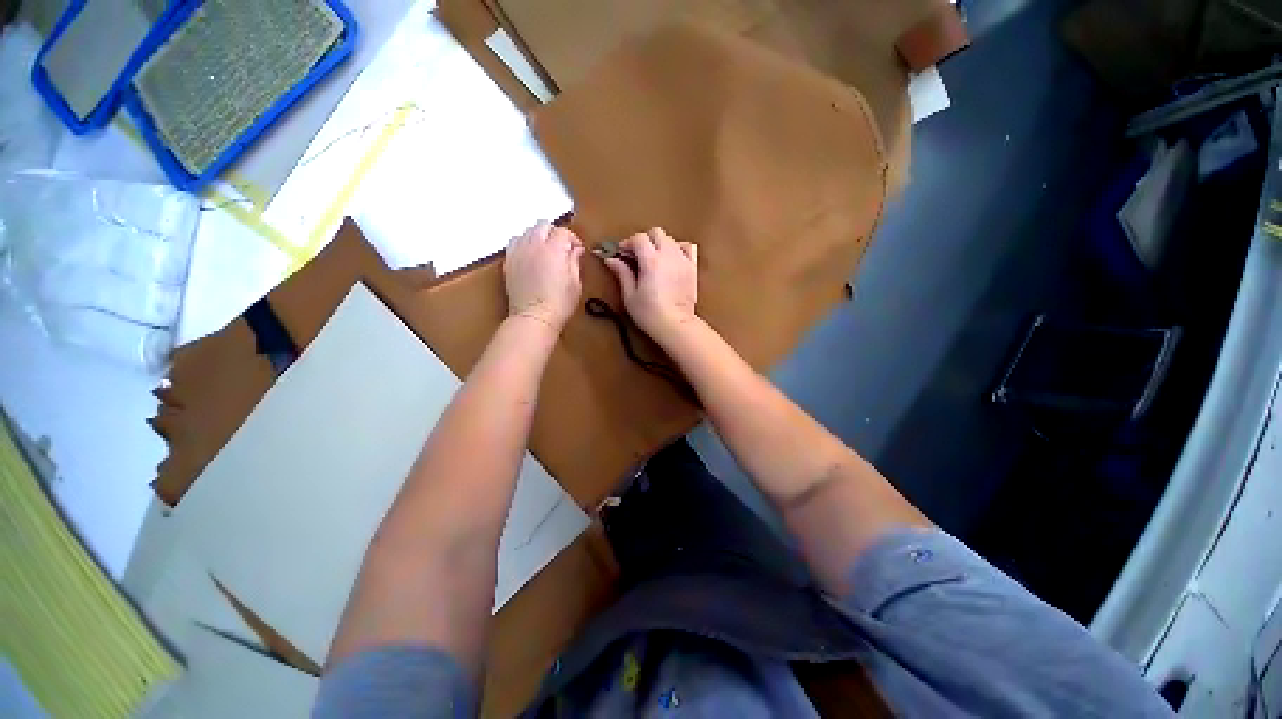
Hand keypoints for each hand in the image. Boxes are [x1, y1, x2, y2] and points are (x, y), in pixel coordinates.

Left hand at [504, 221, 583, 330]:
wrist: (534, 317)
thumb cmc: (559, 303)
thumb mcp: (575, 283)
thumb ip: (574, 262)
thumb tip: (576, 250)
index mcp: (554, 250)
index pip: (563, 232)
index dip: (573, 239)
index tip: (577, 250)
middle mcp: (534, 246)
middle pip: (543, 225)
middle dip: (554, 233)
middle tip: (562, 247)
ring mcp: (519, 252)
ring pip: (527, 231)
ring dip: (538, 236)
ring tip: (545, 250)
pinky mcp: (509, 262)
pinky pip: (514, 242)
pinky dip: (523, 243)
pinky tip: (530, 255)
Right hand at [601, 228, 698, 341]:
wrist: (676, 325)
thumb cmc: (650, 313)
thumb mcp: (630, 296)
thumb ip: (622, 273)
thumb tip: (611, 259)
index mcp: (651, 261)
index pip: (638, 239)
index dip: (627, 243)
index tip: (620, 253)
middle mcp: (669, 255)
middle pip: (656, 233)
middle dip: (644, 240)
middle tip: (635, 255)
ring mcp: (683, 260)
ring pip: (671, 239)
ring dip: (659, 244)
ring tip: (653, 258)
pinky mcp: (692, 268)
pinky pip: (688, 247)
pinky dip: (678, 248)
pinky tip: (671, 258)